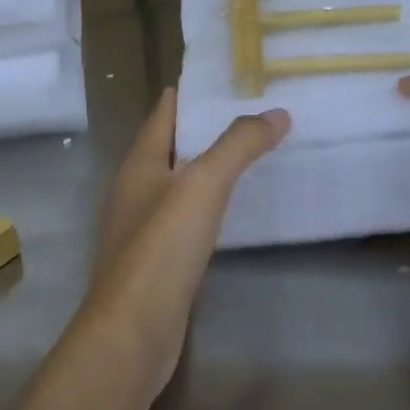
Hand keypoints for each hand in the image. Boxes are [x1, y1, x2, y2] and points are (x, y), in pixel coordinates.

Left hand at [84, 88, 289, 392]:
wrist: (133, 332)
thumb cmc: (161, 248)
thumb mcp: (203, 185)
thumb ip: (238, 145)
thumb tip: (277, 112)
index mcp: (139, 163)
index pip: (164, 113)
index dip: (192, 92)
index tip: (229, 77)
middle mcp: (136, 190)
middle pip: (172, 146)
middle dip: (207, 128)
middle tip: (255, 111)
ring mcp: (144, 228)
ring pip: (180, 184)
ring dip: (210, 167)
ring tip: (252, 153)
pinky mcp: (158, 261)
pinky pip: (187, 218)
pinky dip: (211, 205)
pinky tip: (235, 210)